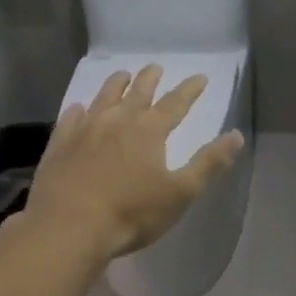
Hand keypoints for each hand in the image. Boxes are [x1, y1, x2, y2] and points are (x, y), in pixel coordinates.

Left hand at [23, 64, 244, 260]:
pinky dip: (79, 109)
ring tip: (122, 75)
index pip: (176, 103)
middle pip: (137, 93)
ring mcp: (84, 130)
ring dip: (115, 84)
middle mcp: (117, 121)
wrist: (69, 227)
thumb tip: (236, 135)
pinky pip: (71, 118)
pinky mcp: (60, 144)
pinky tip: (79, 109)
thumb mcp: (180, 192)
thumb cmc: (132, 213)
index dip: (190, 90)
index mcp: (149, 131)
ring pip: (103, 98)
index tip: (200, 77)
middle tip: (156, 67)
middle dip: (150, 79)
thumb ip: (208, 163)